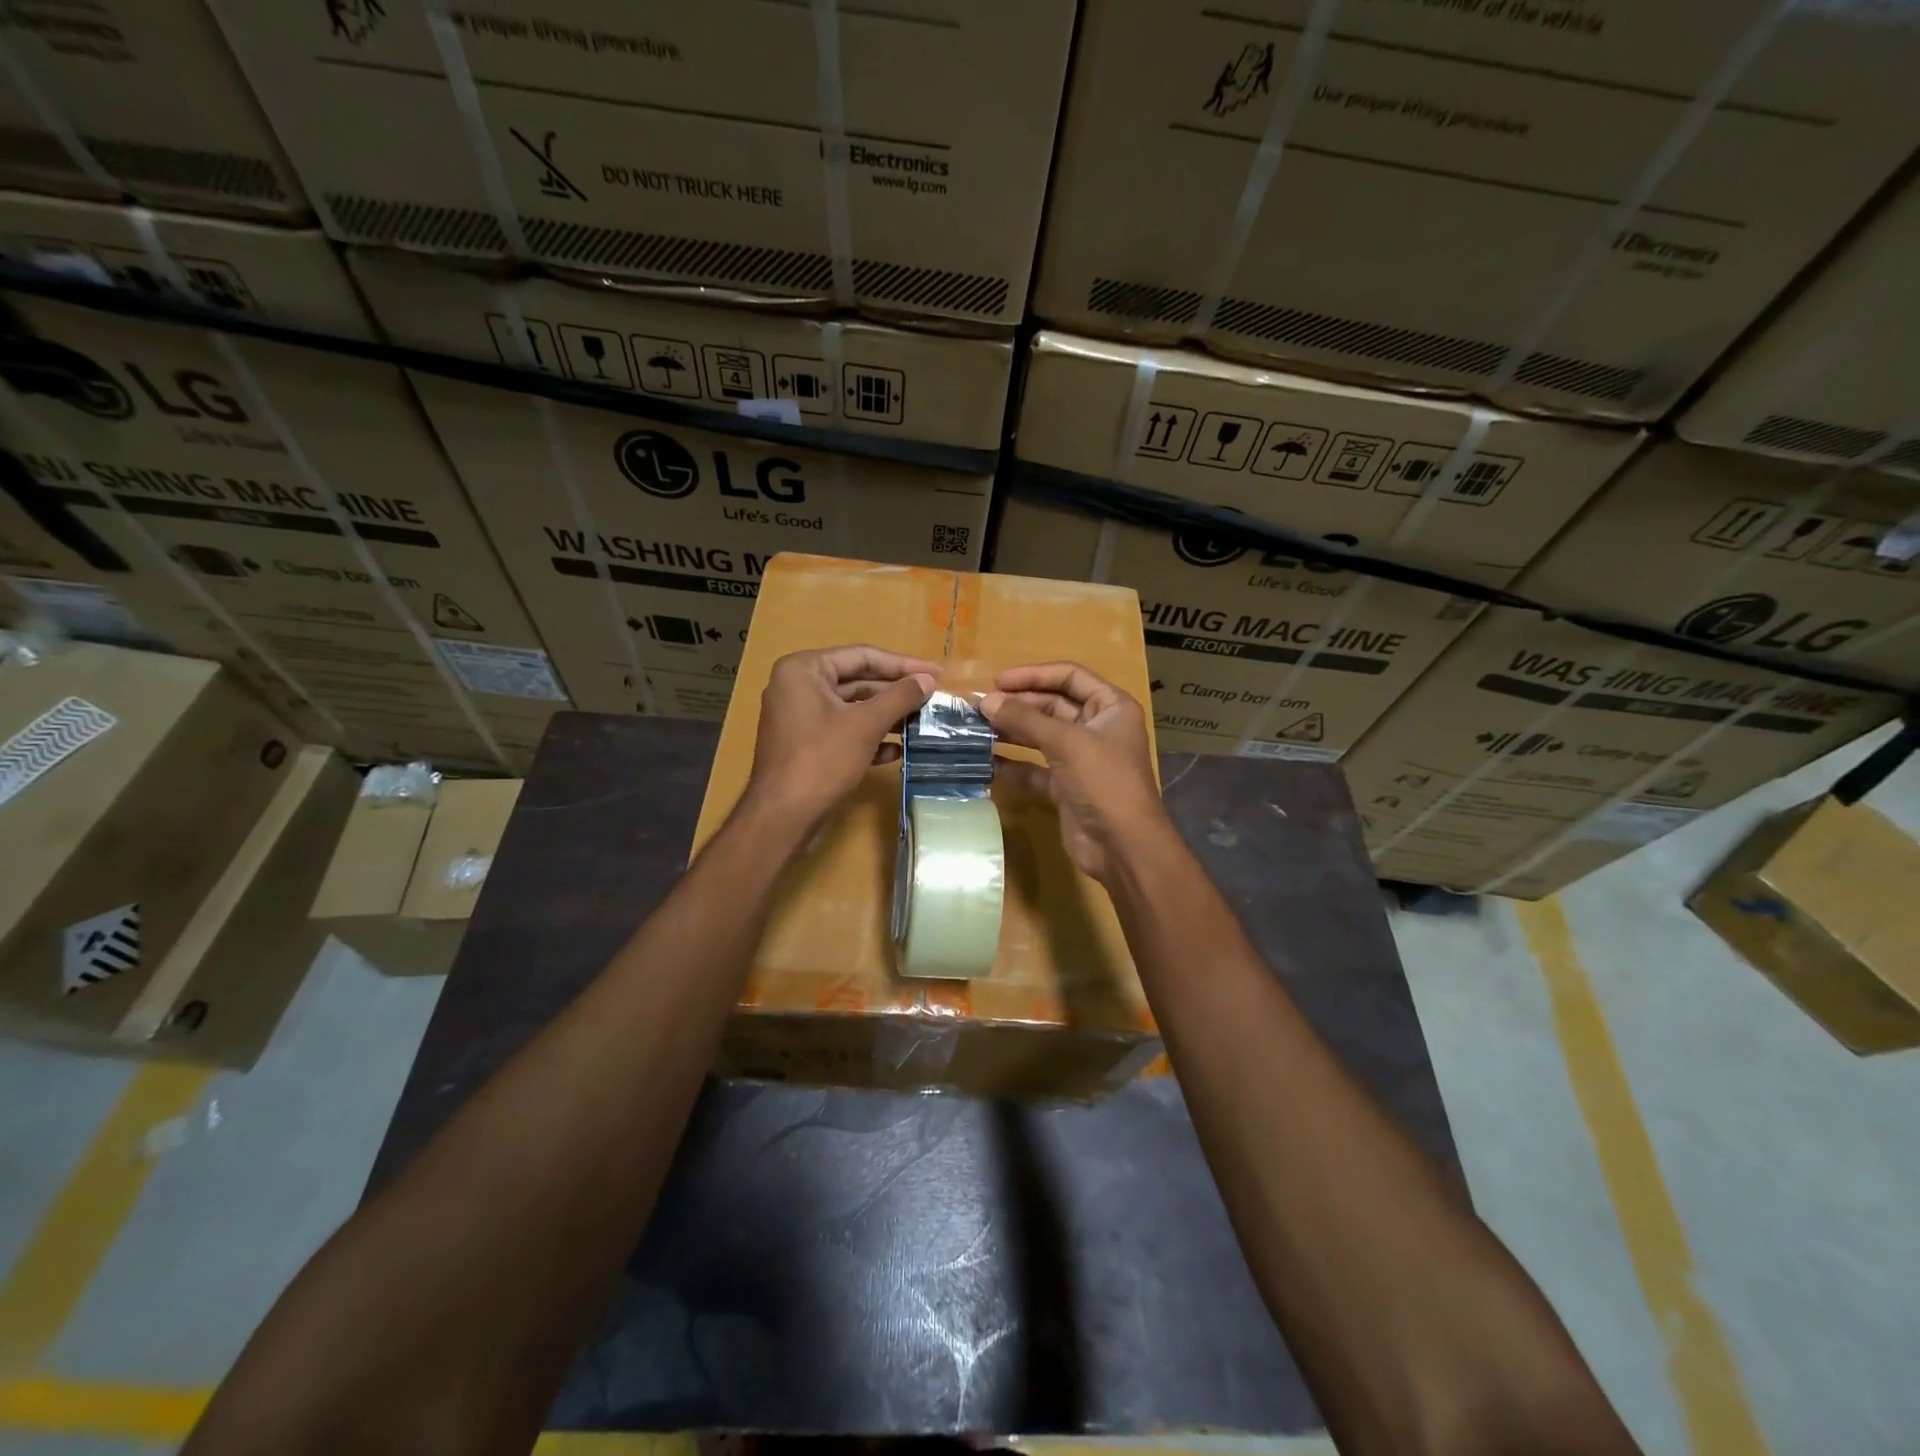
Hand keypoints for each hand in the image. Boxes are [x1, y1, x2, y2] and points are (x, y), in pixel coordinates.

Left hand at [744, 645, 938, 832]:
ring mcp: (800, 717)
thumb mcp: (865, 725)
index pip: (862, 656)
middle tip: (933, 697)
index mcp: (804, 669)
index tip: (936, 673)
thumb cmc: (821, 760)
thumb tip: (928, 680)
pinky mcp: (806, 745)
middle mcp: (798, 686)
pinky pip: (843, 731)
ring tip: (922, 722)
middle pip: (857, 680)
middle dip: (896, 692)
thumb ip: (899, 697)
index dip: (903, 665)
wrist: (783, 817)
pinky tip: (897, 750)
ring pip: (852, 708)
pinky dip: (869, 737)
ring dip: (887, 716)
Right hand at [981, 662, 1170, 883]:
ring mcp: (1081, 758)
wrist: (1122, 846)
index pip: (1070, 676)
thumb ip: (1025, 719)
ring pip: (1041, 735)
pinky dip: (1013, 763)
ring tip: (978, 728)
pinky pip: (1034, 767)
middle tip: (981, 707)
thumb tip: (987, 701)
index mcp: (1111, 706)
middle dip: (1018, 704)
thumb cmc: (1103, 781)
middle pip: (1053, 705)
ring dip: (1012, 731)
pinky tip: (986, 761)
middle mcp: (1097, 727)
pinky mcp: (1066, 785)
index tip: (998, 681)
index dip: (1034, 675)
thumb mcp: (1066, 742)